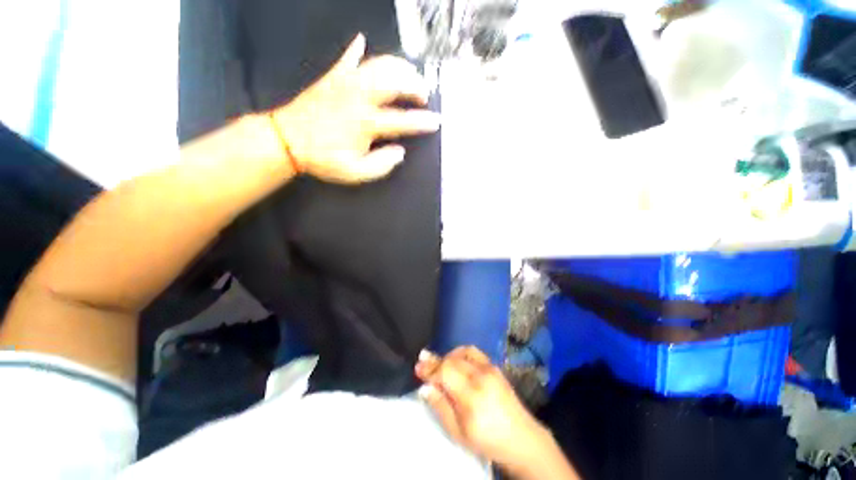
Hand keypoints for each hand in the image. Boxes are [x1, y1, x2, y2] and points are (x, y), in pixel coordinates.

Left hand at [271, 33, 439, 183]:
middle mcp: (359, 97)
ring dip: (397, 66)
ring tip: (408, 73)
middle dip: (414, 85)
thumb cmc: (323, 159)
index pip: (402, 120)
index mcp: (366, 123)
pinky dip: (356, 49)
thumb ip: (381, 165)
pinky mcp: (332, 78)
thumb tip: (400, 152)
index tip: (436, 122)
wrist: (287, 141)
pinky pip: (346, 58)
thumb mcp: (356, 173)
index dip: (422, 122)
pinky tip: (362, 42)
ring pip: (377, 64)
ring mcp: (345, 83)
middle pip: (394, 81)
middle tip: (423, 94)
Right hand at [415, 347, 555, 474]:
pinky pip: (473, 352)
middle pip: (452, 360)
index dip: (430, 369)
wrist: (521, 438)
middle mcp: (481, 377)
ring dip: (447, 356)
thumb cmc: (487, 440)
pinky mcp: (494, 367)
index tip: (418, 368)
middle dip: (435, 361)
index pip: (445, 372)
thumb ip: (441, 408)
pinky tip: (455, 360)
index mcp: (472, 397)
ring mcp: (490, 369)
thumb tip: (424, 388)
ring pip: (461, 352)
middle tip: (422, 363)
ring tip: (439, 364)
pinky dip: (460, 353)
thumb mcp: (459, 433)